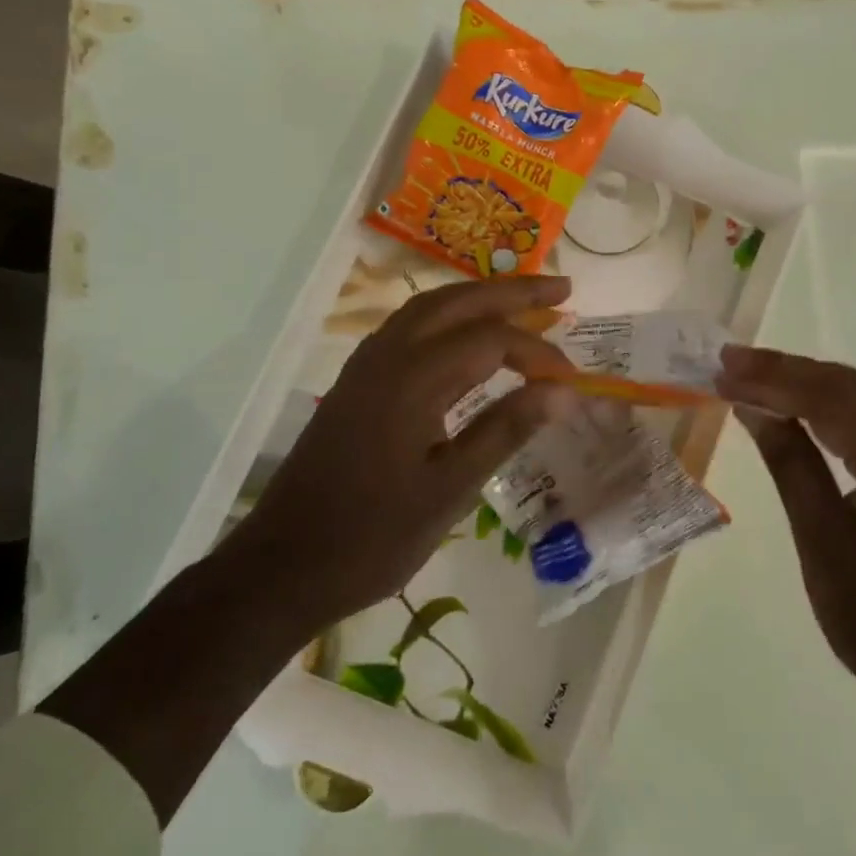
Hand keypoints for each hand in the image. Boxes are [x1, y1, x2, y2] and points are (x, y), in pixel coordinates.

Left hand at [225, 275, 577, 627]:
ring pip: (429, 309)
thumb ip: (506, 430)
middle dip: (513, 292)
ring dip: (478, 299)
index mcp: (412, 379)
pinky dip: (447, 317)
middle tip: (563, 290)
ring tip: (522, 301)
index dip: (538, 353)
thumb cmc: (373, 537)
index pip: (490, 340)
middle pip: (458, 302)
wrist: (283, 566)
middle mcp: (387, 355)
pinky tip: (465, 335)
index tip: (573, 381)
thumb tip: (565, 391)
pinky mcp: (356, 382)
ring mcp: (366, 366)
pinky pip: (408, 328)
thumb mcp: (450, 490)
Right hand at [716, 347, 855, 737]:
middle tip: (734, 363)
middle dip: (792, 370)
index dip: (773, 378)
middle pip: (855, 386)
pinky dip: (842, 409)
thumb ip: (790, 462)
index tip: (724, 368)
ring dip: (816, 384)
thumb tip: (755, 406)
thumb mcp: (821, 538)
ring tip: (761, 378)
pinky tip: (809, 412)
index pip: (831, 396)